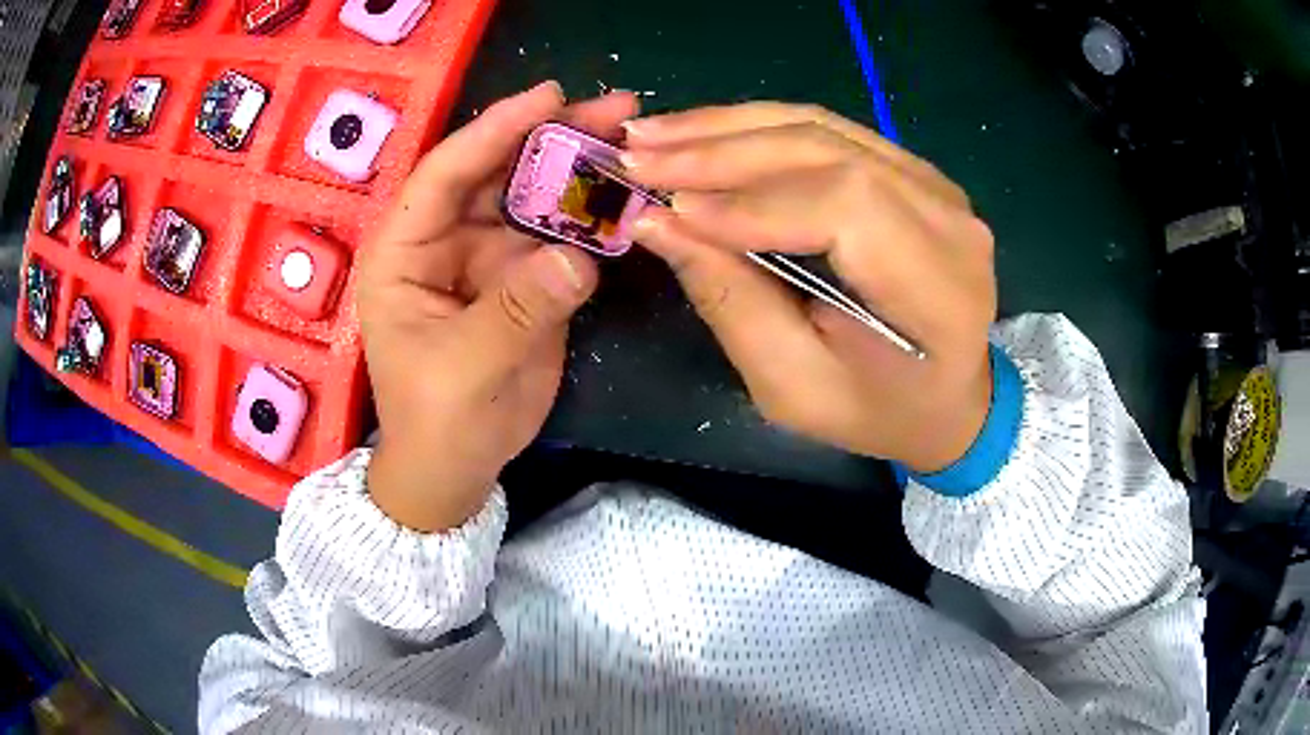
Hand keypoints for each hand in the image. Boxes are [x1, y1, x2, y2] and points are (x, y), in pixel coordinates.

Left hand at [357, 82, 637, 531]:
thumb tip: (577, 257)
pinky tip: (630, 197)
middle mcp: (446, 241)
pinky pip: (562, 239)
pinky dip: (594, 219)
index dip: (493, 131)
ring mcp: (490, 259)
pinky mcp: (526, 280)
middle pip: (498, 174)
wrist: (457, 467)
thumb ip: (516, 311)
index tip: (548, 96)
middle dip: (551, 138)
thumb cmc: (436, 420)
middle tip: (614, 110)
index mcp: (405, 252)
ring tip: (632, 142)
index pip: (445, 175)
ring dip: (580, 171)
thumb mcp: (463, 369)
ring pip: (535, 200)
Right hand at [623, 103, 996, 472]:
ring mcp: (936, 184)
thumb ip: (732, 301)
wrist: (944, 396)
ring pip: (821, 128)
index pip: (848, 208)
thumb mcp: (794, 386)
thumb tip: (656, 222)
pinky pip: (828, 130)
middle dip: (722, 150)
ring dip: (727, 126)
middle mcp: (950, 220)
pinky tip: (701, 133)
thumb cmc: (873, 409)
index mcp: (941, 290)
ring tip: (652, 135)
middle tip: (636, 154)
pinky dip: (756, 127)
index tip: (668, 208)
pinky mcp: (913, 169)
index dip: (753, 200)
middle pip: (828, 152)